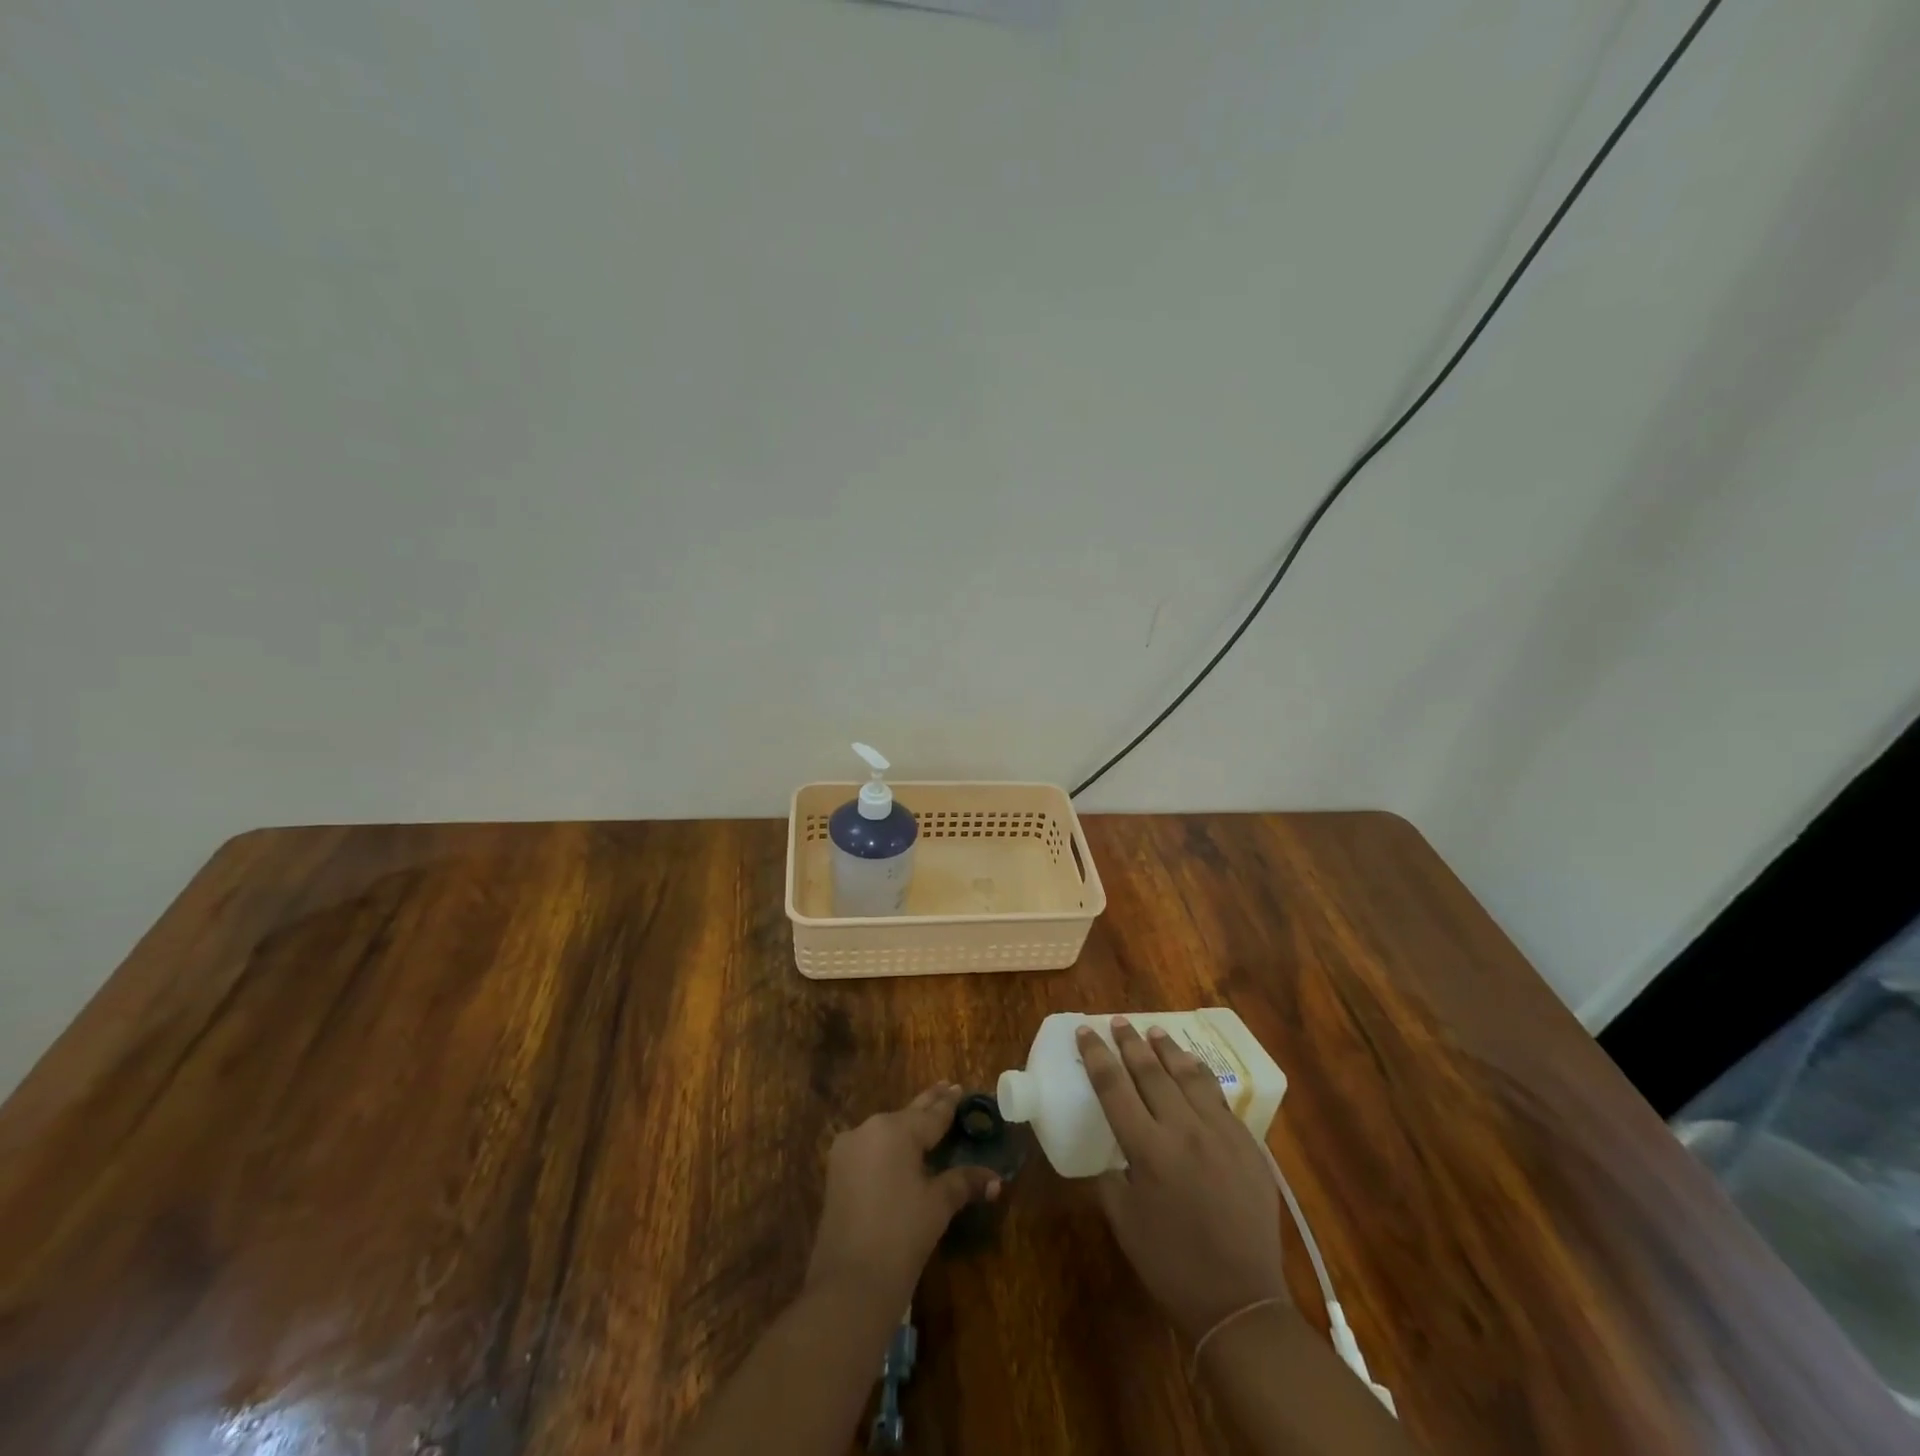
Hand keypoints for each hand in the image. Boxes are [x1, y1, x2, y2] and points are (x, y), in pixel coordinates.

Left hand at [806, 1084, 1000, 1311]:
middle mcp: (869, 1129)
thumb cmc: (901, 1236)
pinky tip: (901, 1150)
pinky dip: (889, 1147)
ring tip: (927, 1121)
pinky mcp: (836, 1172)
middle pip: (907, 1116)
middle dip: (929, 1105)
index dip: (949, 1103)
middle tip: (947, 1089)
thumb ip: (963, 1183)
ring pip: (886, 1131)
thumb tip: (995, 1180)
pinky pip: (870, 1148)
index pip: (932, 1114)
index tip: (960, 1088)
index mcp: (896, 1130)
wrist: (848, 1284)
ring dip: (907, 1127)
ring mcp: (848, 1149)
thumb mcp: (938, 1205)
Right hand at [1079, 1018, 1290, 1340]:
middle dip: (1130, 1043)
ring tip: (1154, 1031)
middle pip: (1151, 1071)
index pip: (1113, 1086)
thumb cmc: (1171, 1264)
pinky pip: (1219, 1098)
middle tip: (1118, 1022)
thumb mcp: (1123, 1220)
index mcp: (1148, 1149)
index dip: (1096, 1055)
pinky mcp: (1248, 1144)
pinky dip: (1200, 1076)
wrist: (1241, 1300)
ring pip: (1189, 1076)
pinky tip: (1193, 1068)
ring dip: (1168, 1050)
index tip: (1086, 1031)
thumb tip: (1112, 1150)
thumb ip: (1112, 1175)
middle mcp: (1184, 1130)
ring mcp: (1220, 1133)